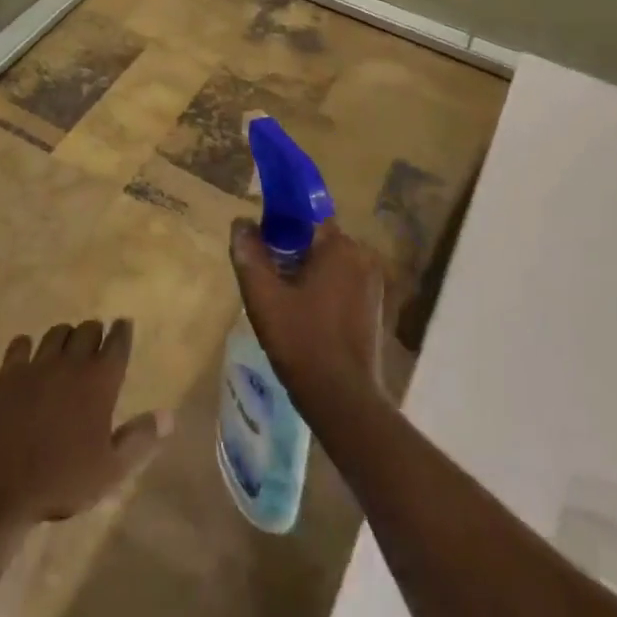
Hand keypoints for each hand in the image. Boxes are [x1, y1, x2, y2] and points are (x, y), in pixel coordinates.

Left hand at [0, 321, 168, 525]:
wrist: (0, 484)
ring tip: (67, 344)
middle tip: (97, 339)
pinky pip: (20, 344)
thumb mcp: (111, 470)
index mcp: (99, 382)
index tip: (124, 323)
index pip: (117, 344)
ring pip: (56, 333)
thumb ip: (140, 439)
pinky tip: (28, 352)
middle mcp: (70, 363)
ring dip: (65, 335)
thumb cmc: (62, 480)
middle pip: (87, 330)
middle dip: (95, 331)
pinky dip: (27, 345)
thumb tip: (169, 415)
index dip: (122, 332)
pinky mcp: (8, 373)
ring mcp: (37, 365)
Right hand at [230, 219, 384, 422]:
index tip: (259, 243)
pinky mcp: (374, 308)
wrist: (343, 400)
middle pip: (315, 240)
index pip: (304, 216)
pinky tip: (302, 317)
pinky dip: (320, 291)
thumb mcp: (263, 296)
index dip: (278, 224)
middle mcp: (362, 258)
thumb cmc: (302, 341)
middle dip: (289, 252)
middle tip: (265, 279)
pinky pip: (340, 284)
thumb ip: (249, 254)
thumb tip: (241, 223)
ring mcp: (372, 284)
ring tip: (281, 301)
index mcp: (340, 247)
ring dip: (304, 273)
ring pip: (327, 264)